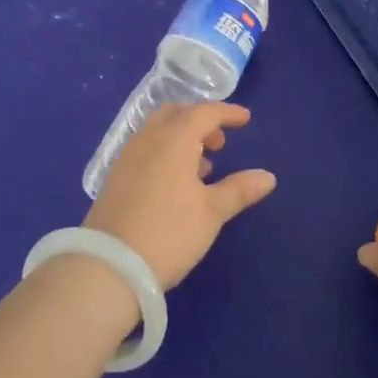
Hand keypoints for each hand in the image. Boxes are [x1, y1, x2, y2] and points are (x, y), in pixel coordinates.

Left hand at [84, 103, 275, 289]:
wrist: (109, 265)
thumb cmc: (169, 233)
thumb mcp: (211, 213)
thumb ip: (239, 190)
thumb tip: (268, 177)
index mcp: (175, 139)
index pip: (204, 112)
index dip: (227, 112)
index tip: (245, 119)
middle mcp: (149, 138)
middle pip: (177, 114)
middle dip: (201, 120)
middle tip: (220, 141)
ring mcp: (128, 155)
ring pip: (159, 130)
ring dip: (182, 136)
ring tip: (202, 165)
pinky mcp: (116, 175)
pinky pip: (146, 147)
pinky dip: (165, 150)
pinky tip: (175, 181)